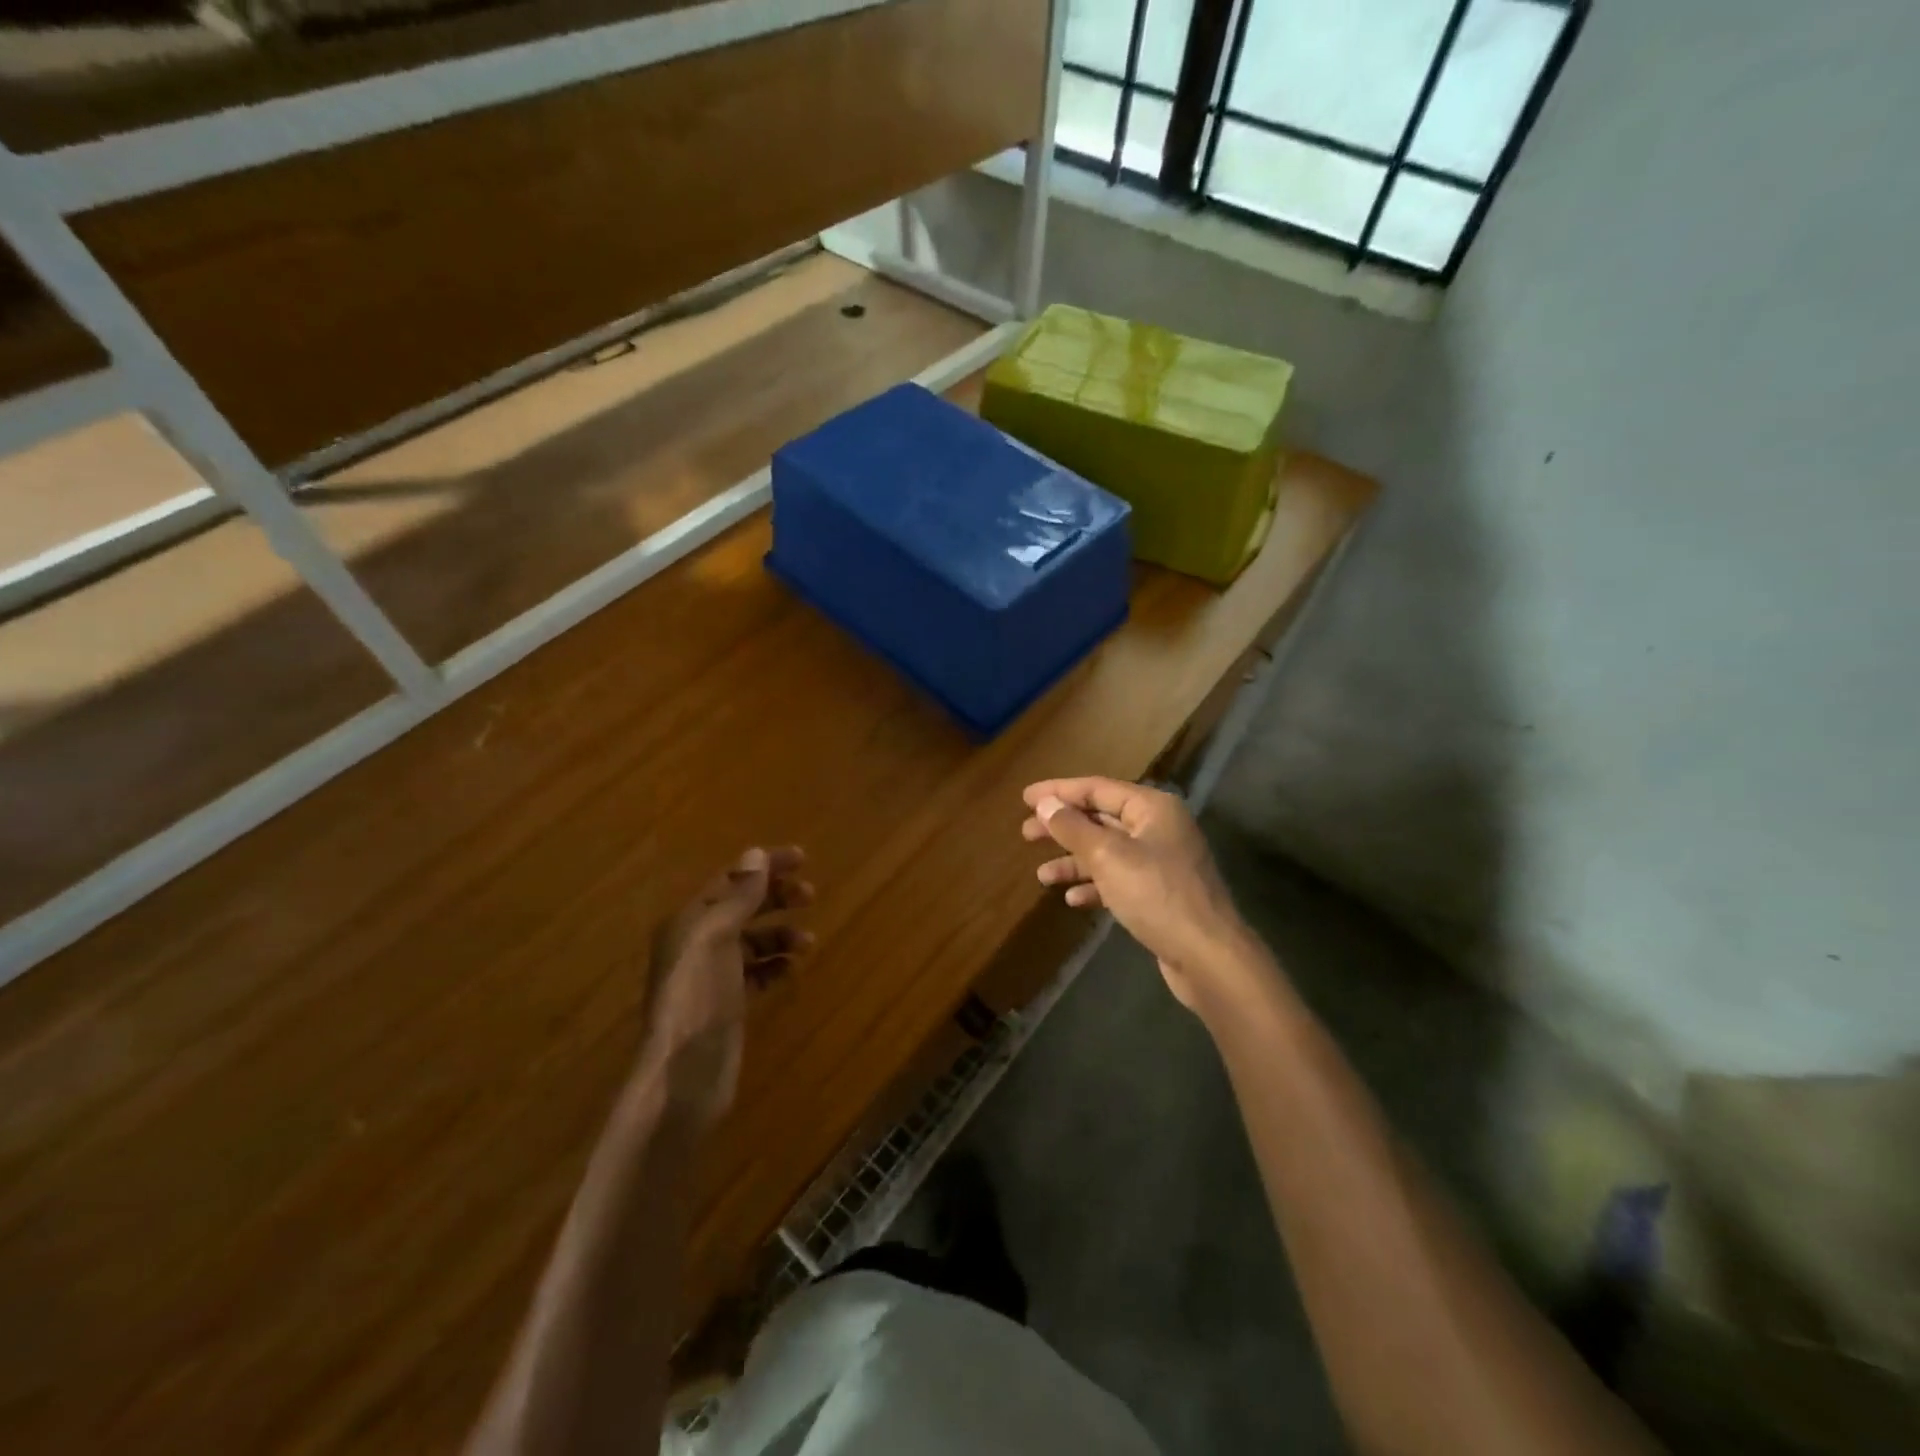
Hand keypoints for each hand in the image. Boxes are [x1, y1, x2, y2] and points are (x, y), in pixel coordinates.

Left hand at [642, 846, 812, 1127]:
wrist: (684, 1074)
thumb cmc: (698, 996)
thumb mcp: (716, 937)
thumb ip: (738, 897)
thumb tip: (755, 854)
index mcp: (689, 921)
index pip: (731, 880)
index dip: (765, 866)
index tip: (803, 858)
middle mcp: (697, 944)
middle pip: (742, 907)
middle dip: (776, 897)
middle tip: (811, 895)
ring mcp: (712, 976)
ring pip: (752, 941)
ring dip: (780, 933)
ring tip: (807, 940)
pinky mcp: (727, 1005)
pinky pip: (756, 973)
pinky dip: (775, 966)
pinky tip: (790, 970)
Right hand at [1022, 778, 1249, 1011]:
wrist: (1207, 955)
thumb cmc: (1156, 894)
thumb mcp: (1107, 856)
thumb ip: (1073, 828)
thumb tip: (1045, 804)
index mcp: (1152, 808)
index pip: (1097, 788)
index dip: (1059, 792)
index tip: (1025, 798)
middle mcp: (1158, 828)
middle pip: (1100, 819)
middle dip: (1063, 827)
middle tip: (1026, 834)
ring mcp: (1161, 862)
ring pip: (1107, 852)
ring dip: (1074, 861)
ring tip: (1042, 876)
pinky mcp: (1159, 894)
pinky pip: (1119, 880)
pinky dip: (1095, 886)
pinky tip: (1073, 900)